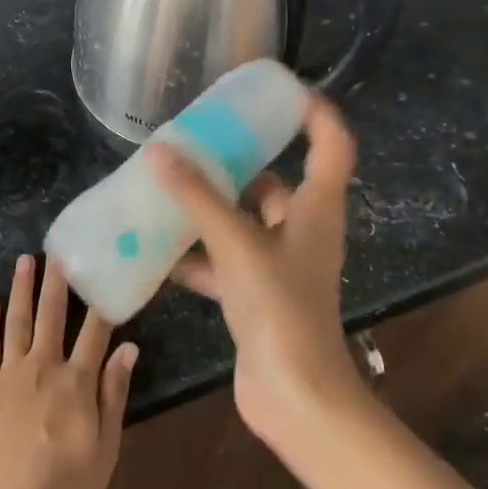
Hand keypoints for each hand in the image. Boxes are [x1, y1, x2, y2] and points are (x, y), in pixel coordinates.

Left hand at [0, 254, 137, 488]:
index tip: (105, 269)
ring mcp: (9, 377)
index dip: (101, 299)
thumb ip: (114, 394)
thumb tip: (129, 347)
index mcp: (77, 383)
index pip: (95, 330)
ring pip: (17, 322)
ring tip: (25, 260)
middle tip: (59, 248)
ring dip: (22, 289)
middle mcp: (43, 368)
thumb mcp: (106, 449)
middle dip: (57, 280)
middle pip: (52, 315)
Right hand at [148, 94, 363, 446]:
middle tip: (194, 139)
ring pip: (241, 221)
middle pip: (273, 181)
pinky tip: (156, 247)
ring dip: (208, 207)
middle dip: (235, 161)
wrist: (296, 399)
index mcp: (316, 208)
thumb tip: (159, 150)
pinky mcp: (257, 294)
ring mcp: (279, 264)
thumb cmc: (280, 308)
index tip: (278, 89)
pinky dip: (195, 253)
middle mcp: (301, 229)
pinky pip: (222, 259)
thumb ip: (197, 197)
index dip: (313, 111)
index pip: (331, 143)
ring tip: (166, 186)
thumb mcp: (237, 243)